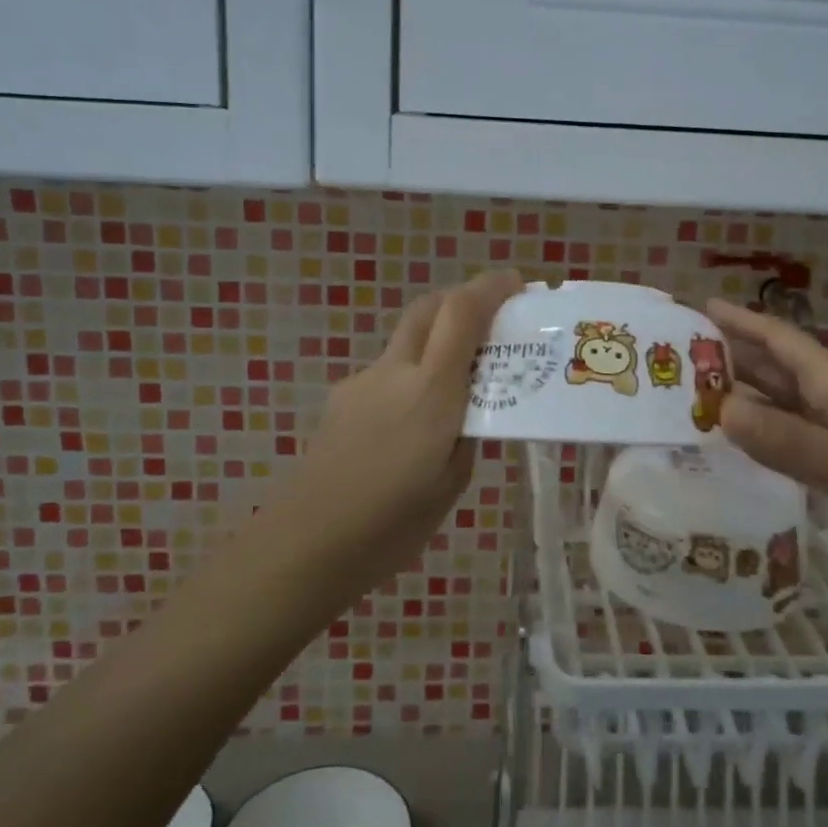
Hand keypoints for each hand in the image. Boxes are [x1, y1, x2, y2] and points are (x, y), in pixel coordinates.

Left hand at [262, 270, 524, 598]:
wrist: (310, 542)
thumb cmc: (394, 522)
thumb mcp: (454, 479)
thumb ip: (467, 432)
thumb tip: (472, 408)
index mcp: (431, 392)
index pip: (462, 314)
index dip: (490, 288)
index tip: (517, 284)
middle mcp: (395, 373)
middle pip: (427, 308)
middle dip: (461, 298)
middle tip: (491, 315)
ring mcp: (362, 383)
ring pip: (406, 339)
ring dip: (436, 338)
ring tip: (458, 379)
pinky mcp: (342, 400)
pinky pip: (387, 372)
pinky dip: (411, 375)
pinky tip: (413, 421)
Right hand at [706, 298, 827, 576]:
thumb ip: (790, 442)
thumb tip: (721, 410)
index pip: (781, 341)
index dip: (742, 321)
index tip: (700, 307)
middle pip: (777, 368)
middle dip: (732, 357)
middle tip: (678, 359)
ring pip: (784, 404)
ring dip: (744, 397)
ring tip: (695, 401)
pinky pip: (794, 438)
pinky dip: (764, 435)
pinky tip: (743, 449)